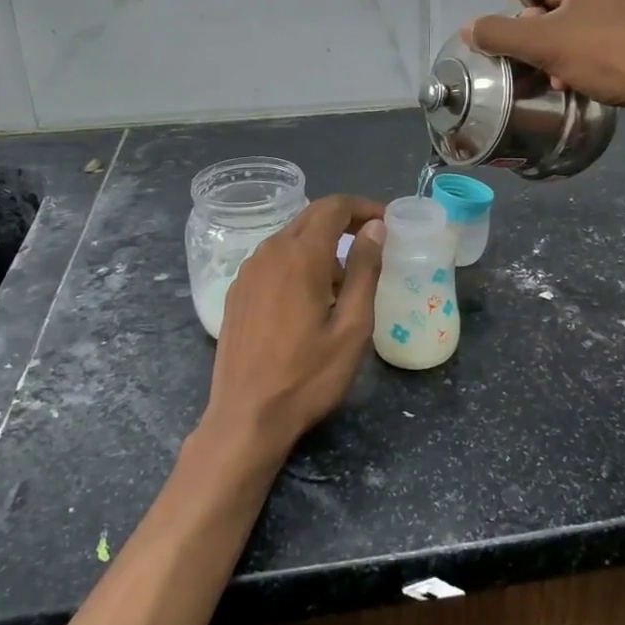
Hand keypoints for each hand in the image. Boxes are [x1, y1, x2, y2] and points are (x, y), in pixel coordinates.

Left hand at [206, 195, 385, 458]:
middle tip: (374, 244)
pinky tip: (311, 297)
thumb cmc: (308, 376)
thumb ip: (365, 271)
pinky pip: (273, 259)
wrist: (246, 416)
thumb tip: (375, 228)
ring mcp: (248, 271)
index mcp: (301, 256)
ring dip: (322, 245)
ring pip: (291, 238)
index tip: (387, 222)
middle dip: (345, 222)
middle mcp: (269, 252)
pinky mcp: (238, 291)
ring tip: (347, 281)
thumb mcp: (352, 327)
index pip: (334, 207)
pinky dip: (299, 262)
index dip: (364, 207)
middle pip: (311, 217)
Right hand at [464, 0, 624, 115]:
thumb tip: (469, 28)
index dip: (517, 10)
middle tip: (546, 61)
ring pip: (576, 7)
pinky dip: (587, 41)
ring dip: (560, 41)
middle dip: (540, 29)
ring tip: (563, 74)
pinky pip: (603, 16)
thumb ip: (499, 33)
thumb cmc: (611, 53)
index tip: (531, 42)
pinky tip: (586, 72)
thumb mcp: (545, 44)